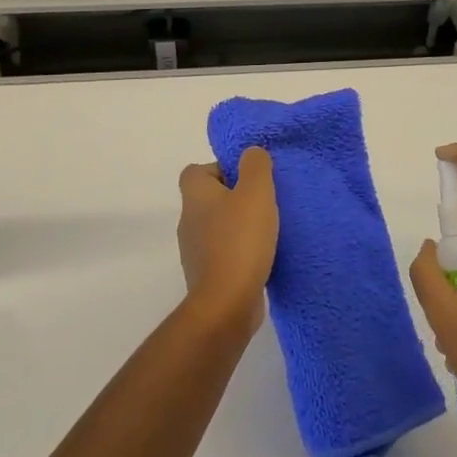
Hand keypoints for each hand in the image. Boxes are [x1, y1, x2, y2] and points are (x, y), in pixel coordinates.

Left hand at [177, 148, 277, 340]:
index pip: (197, 171)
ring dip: (239, 226)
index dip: (221, 169)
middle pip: (209, 198)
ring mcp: (195, 251)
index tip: (248, 178)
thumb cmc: (241, 240)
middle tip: (264, 202)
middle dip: (236, 197)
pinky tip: (262, 256)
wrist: (227, 303)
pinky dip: (240, 251)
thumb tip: (251, 153)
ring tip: (268, 230)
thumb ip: (255, 165)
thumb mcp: (256, 192)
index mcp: (195, 196)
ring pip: (217, 227)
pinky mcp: (207, 275)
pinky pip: (224, 253)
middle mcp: (189, 221)